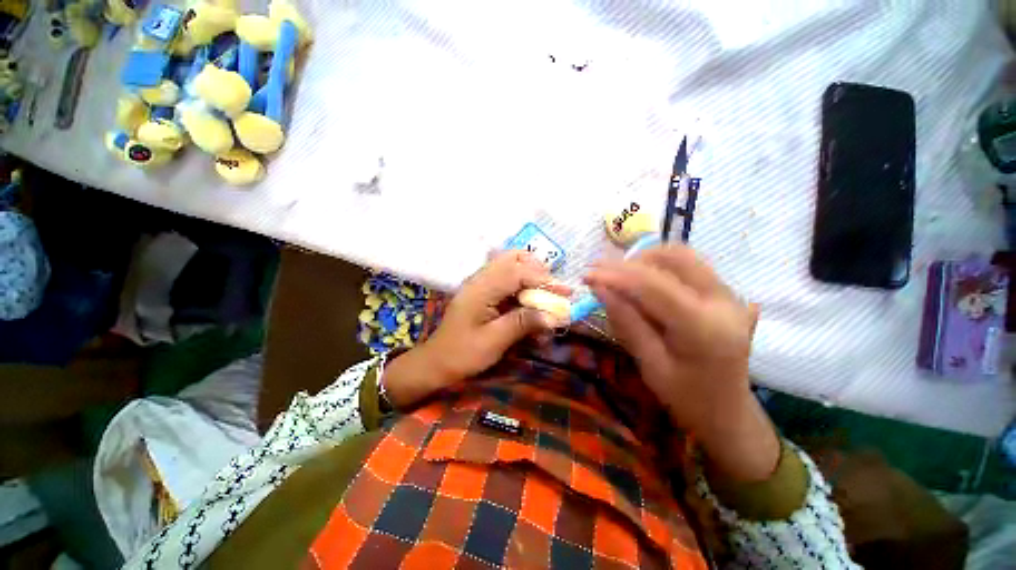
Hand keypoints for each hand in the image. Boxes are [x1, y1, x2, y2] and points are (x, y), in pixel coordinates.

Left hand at [383, 251, 570, 407]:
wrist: (436, 362)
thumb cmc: (462, 354)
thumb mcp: (494, 341)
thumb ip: (522, 323)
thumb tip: (553, 316)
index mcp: (480, 289)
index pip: (518, 272)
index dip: (544, 280)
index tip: (566, 292)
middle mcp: (480, 279)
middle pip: (513, 257)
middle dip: (537, 270)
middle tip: (552, 290)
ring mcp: (480, 283)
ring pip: (510, 265)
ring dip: (530, 275)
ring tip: (544, 295)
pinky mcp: (483, 292)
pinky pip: (506, 279)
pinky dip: (522, 286)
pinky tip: (529, 303)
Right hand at [586, 244, 778, 481]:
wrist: (727, 410)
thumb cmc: (686, 397)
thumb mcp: (650, 365)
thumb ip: (626, 322)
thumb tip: (599, 288)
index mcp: (704, 327)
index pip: (653, 286)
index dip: (616, 275)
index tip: (587, 275)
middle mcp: (723, 301)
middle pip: (673, 257)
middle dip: (631, 261)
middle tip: (603, 275)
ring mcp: (728, 294)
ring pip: (681, 255)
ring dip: (645, 260)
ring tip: (619, 278)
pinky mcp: (723, 293)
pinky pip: (687, 265)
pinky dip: (657, 266)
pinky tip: (640, 282)